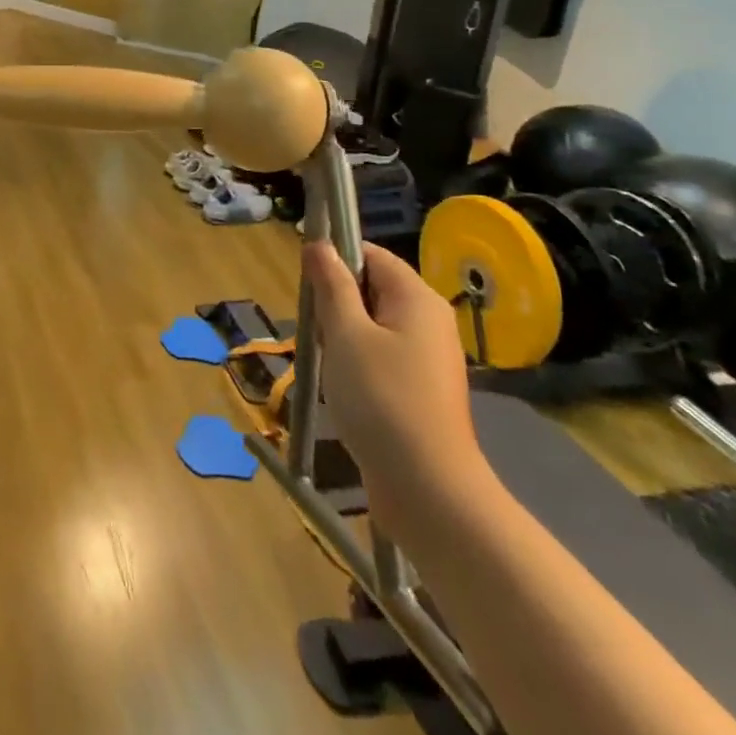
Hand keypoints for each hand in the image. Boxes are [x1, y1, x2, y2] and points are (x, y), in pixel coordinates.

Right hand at [303, 241, 485, 509]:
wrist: (428, 490)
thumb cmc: (381, 399)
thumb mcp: (345, 333)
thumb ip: (331, 284)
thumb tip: (319, 244)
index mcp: (416, 298)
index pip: (370, 254)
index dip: (335, 259)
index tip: (306, 283)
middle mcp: (429, 320)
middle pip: (370, 289)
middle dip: (335, 303)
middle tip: (316, 331)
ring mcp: (428, 358)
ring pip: (371, 325)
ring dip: (342, 337)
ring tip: (327, 364)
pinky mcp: (420, 390)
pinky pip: (380, 356)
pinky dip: (356, 363)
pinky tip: (343, 390)